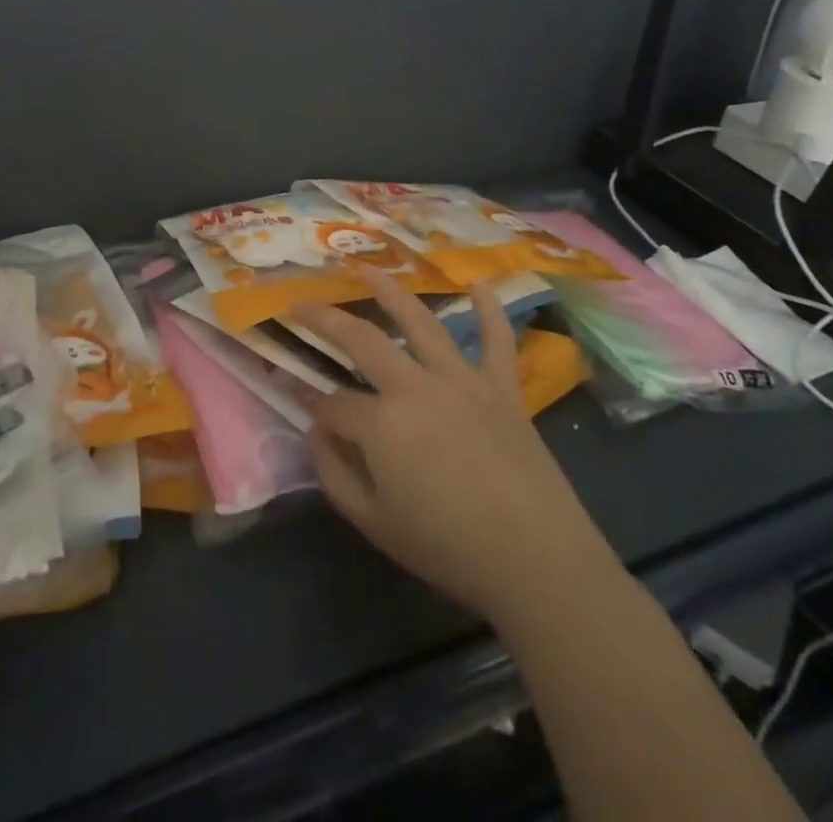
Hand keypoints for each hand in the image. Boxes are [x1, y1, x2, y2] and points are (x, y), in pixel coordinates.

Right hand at [294, 273, 611, 625]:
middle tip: (300, 305)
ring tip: (365, 269)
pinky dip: (490, 311)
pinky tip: (478, 284)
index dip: (309, 401)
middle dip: (323, 319)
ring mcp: (462, 380)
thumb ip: (334, 473)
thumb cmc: (449, 547)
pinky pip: (497, 341)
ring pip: (420, 322)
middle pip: (360, 339)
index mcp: (380, 423)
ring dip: (389, 291)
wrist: (538, 562)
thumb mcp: (373, 523)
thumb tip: (318, 430)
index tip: (294, 395)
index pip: (331, 402)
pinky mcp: (502, 388)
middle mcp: (415, 386)